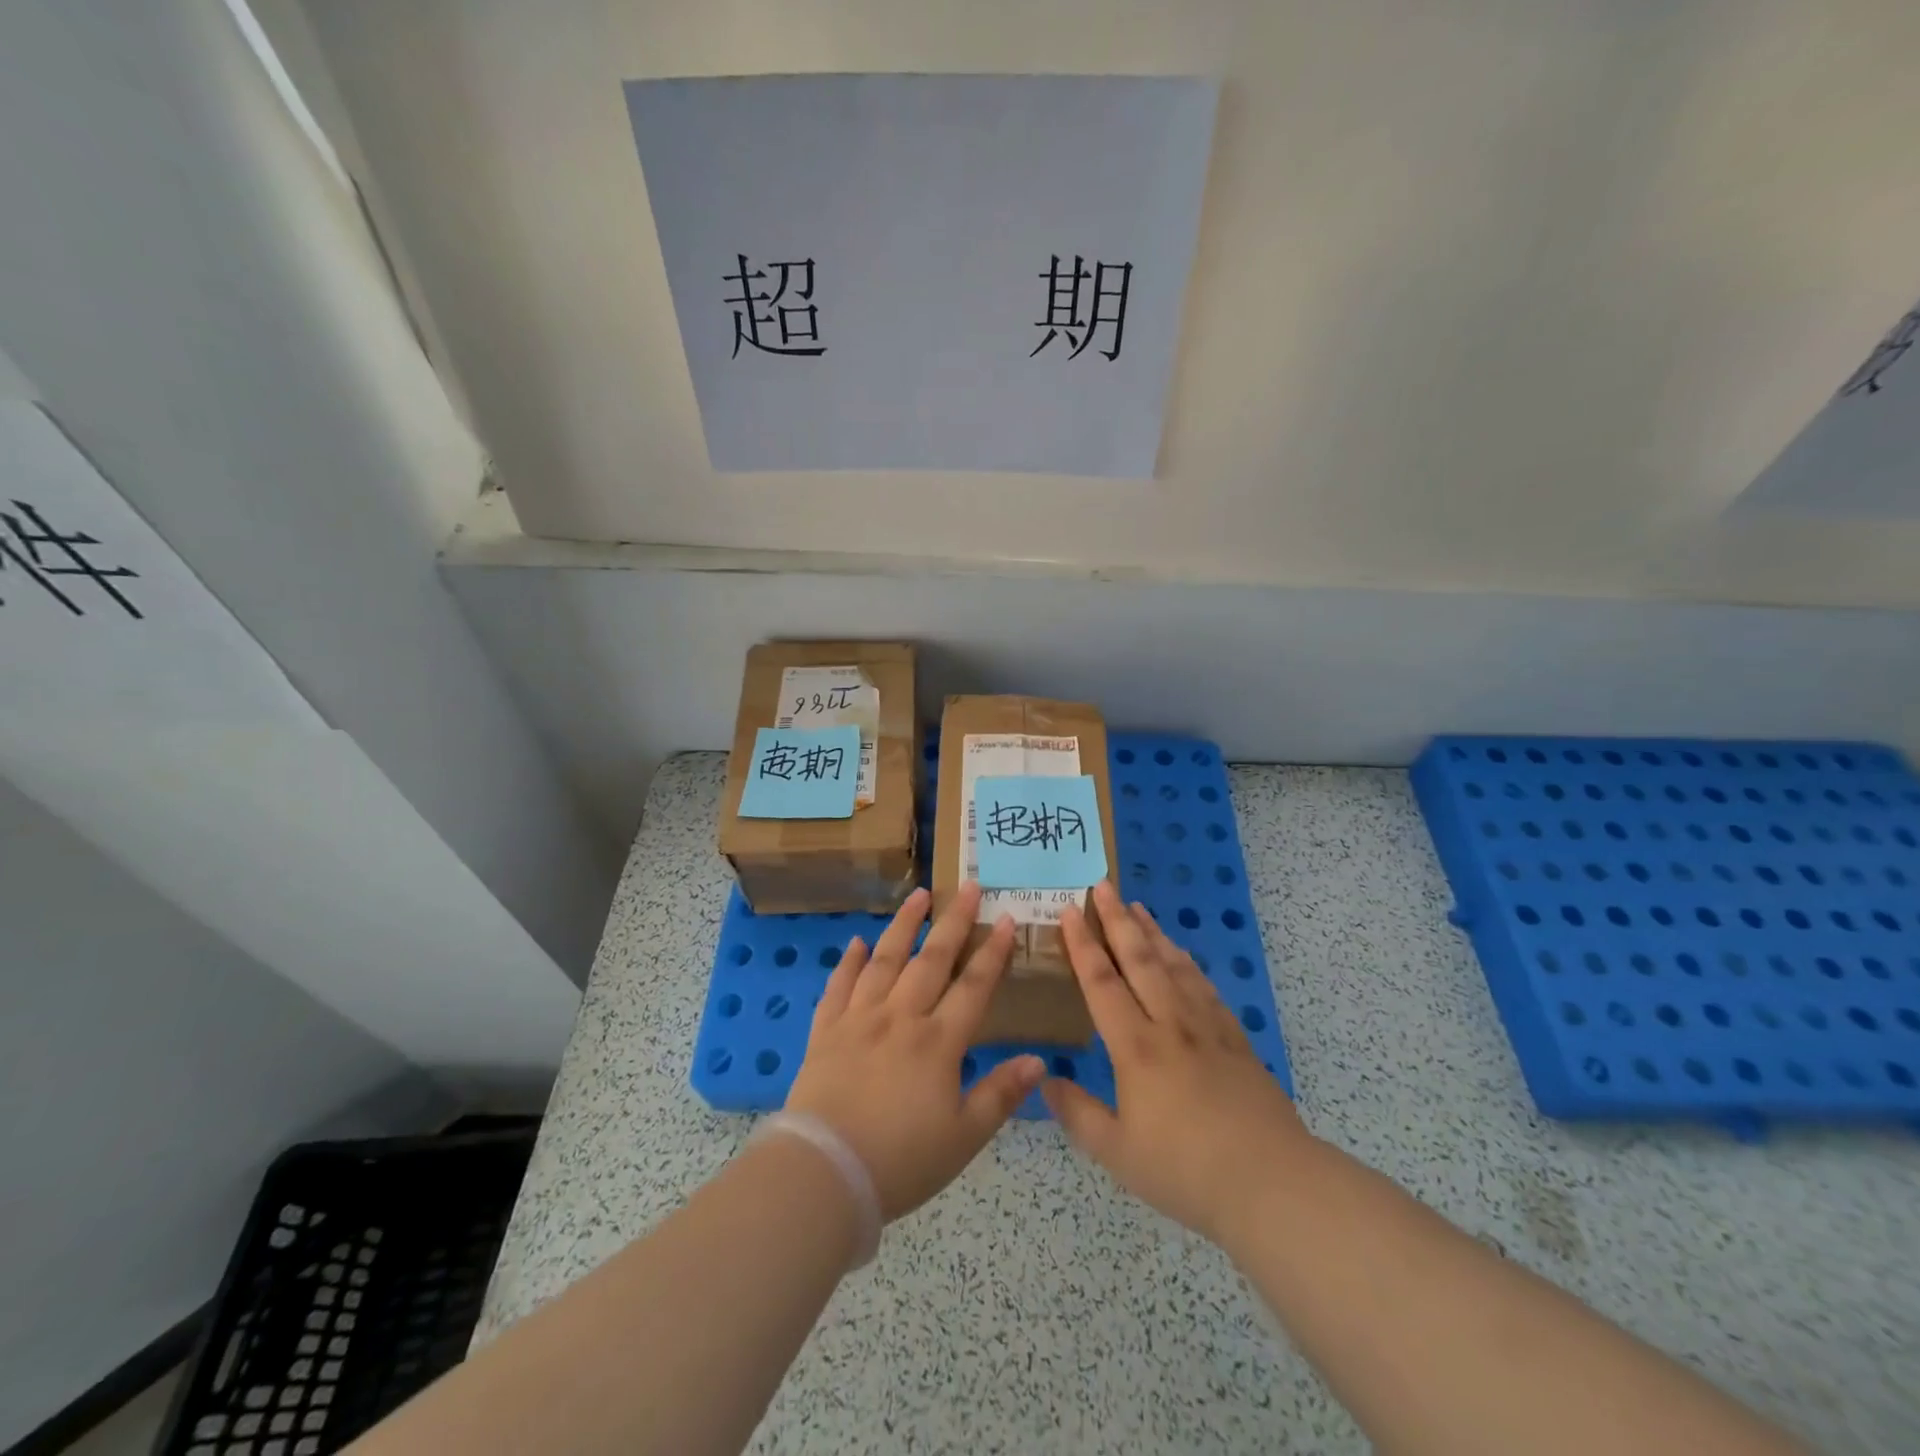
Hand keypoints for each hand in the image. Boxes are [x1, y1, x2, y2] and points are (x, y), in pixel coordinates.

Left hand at [785, 884, 1044, 1220]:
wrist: (825, 1172)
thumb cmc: (902, 1160)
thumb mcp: (964, 1137)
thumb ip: (1001, 1094)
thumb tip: (1039, 1060)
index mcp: (938, 1042)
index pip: (974, 986)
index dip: (993, 951)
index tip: (1005, 917)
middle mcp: (901, 1017)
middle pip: (932, 960)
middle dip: (953, 921)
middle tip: (967, 886)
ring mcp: (859, 1019)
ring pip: (886, 960)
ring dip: (904, 925)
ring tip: (918, 895)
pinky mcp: (826, 1031)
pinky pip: (839, 987)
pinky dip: (849, 962)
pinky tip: (857, 942)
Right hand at [1043, 881, 1315, 1246]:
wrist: (1272, 1183)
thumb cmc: (1186, 1170)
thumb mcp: (1117, 1152)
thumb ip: (1077, 1113)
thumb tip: (1045, 1080)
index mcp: (1136, 1047)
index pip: (1102, 982)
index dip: (1083, 944)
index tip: (1070, 910)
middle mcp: (1170, 1024)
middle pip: (1140, 959)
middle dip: (1118, 919)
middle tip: (1102, 885)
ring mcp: (1207, 1027)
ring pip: (1174, 965)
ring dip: (1152, 932)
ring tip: (1137, 906)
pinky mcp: (1235, 1038)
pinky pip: (1205, 986)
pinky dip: (1187, 961)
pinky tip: (1182, 954)